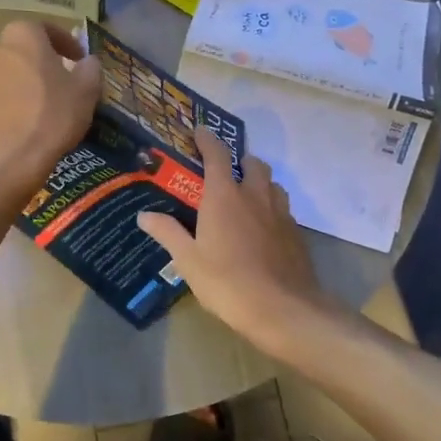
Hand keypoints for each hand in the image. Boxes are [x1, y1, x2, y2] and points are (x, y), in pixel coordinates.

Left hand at [0, 20, 102, 198]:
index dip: (67, 43)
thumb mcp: (86, 90)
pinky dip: (17, 100)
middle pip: (25, 50)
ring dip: (30, 82)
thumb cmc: (52, 114)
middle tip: (65, 80)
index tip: (80, 60)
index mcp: (23, 35)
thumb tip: (88, 62)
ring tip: (50, 103)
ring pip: (12, 72)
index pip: (46, 29)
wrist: (10, 157)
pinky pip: (2, 94)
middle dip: (45, 62)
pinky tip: (32, 120)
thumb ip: (90, 69)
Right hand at [136, 130, 341, 357]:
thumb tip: (144, 214)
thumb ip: (168, 233)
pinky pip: (283, 209)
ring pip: (272, 184)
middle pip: (252, 164)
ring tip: (245, 197)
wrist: (284, 310)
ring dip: (259, 182)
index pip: (217, 155)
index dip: (208, 139)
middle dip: (239, 161)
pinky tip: (263, 228)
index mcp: (225, 196)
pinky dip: (271, 208)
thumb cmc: (228, 282)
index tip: (200, 131)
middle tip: (224, 172)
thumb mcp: (188, 261)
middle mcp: (255, 196)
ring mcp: (280, 214)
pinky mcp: (296, 233)